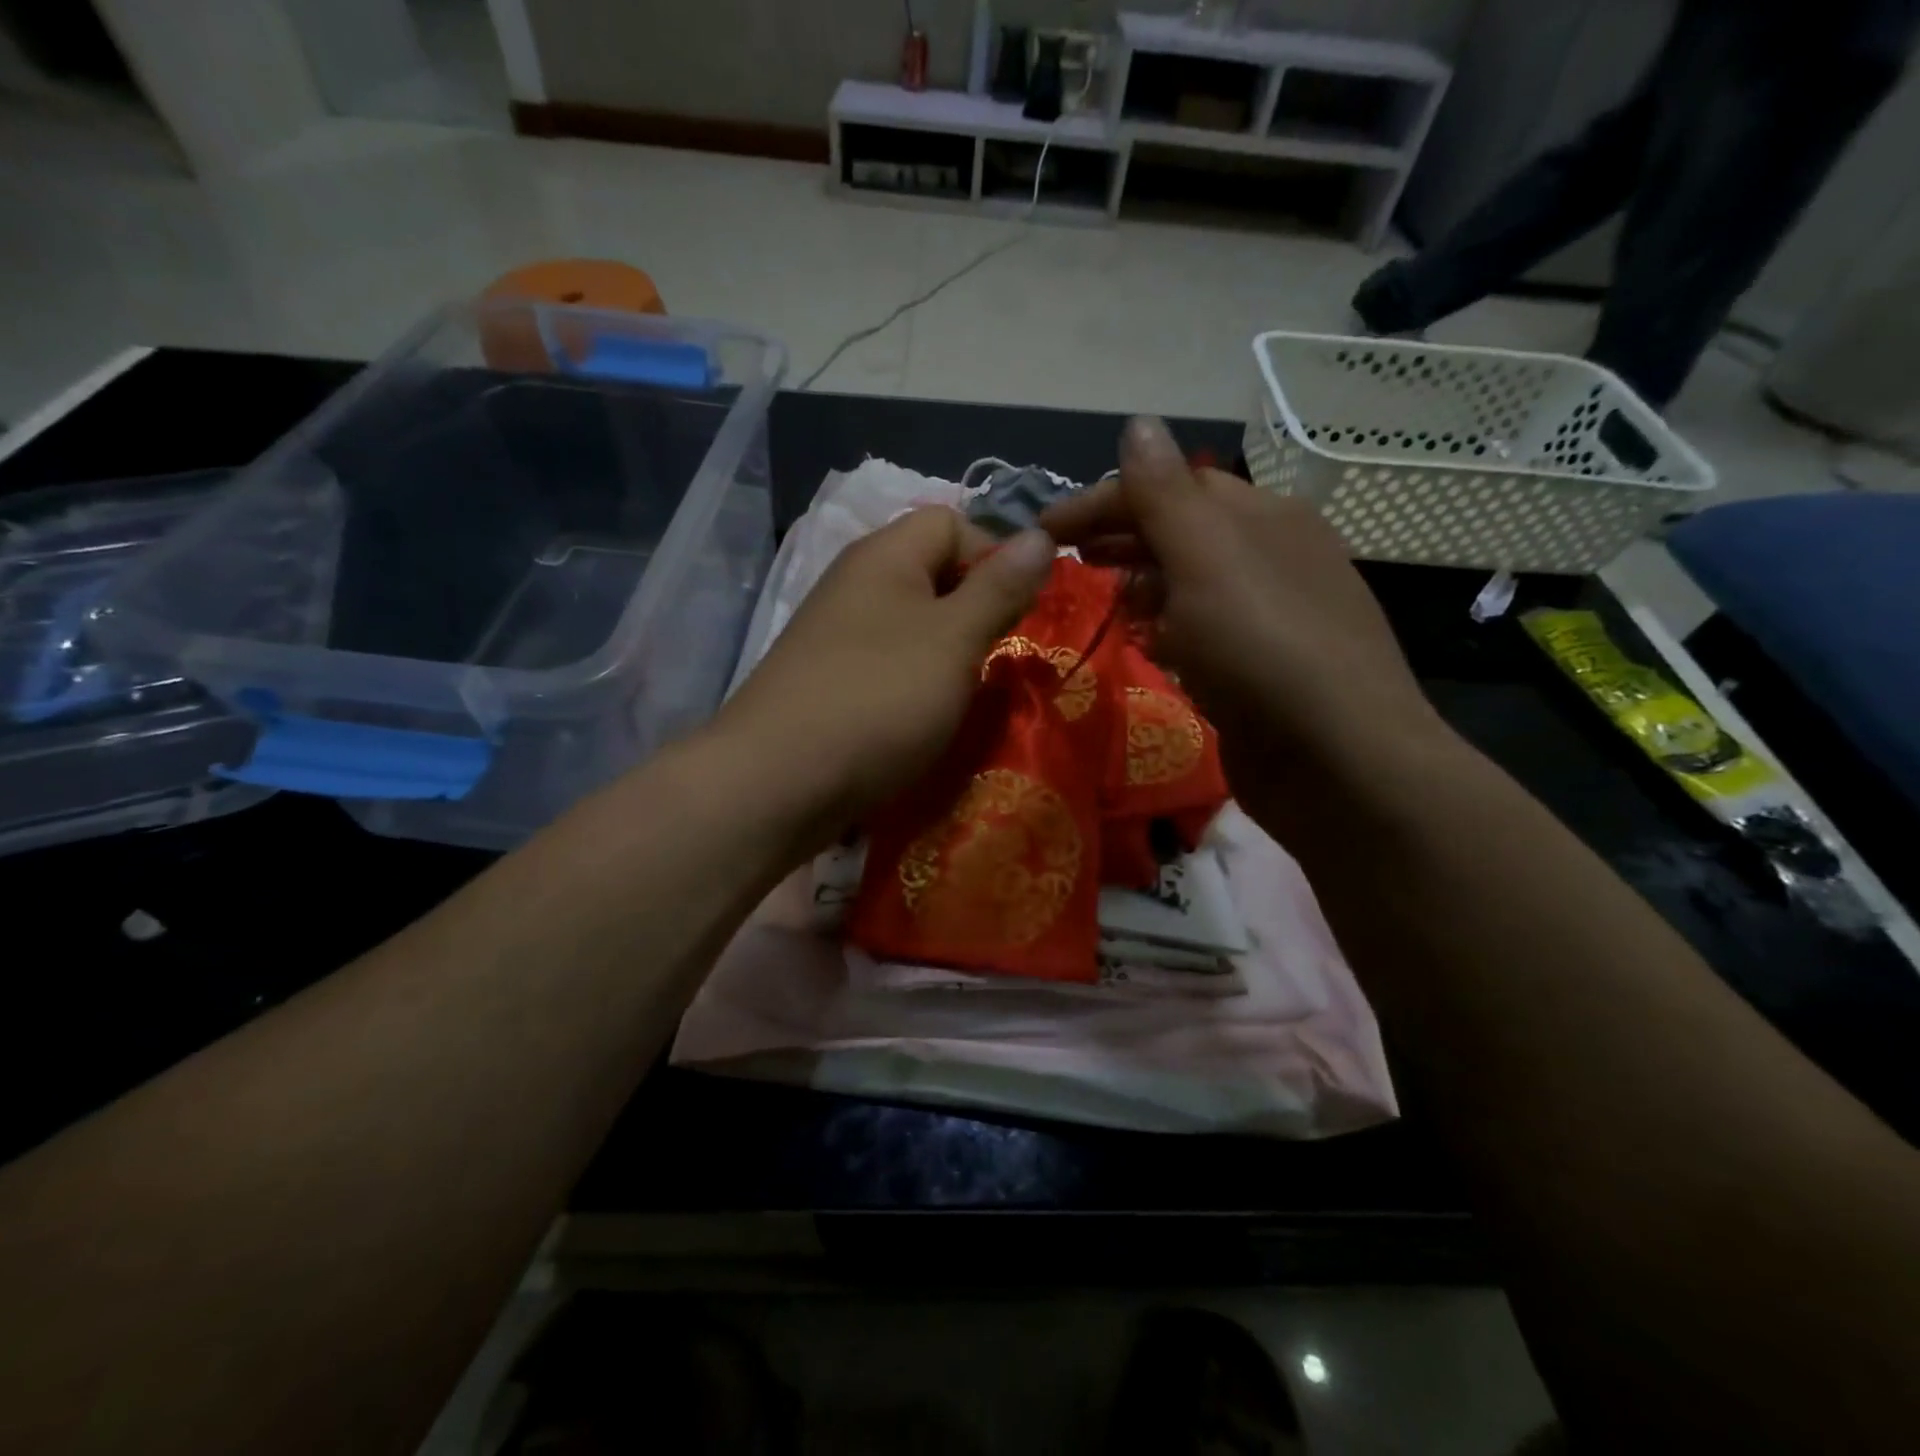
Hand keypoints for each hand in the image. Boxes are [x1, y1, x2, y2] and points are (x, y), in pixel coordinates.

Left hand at [714, 506, 1054, 841]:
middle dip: (976, 610)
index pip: (952, 522)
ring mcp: (835, 636)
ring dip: (948, 654)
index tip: (1020, 611)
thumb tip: (1041, 535)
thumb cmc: (878, 699)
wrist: (775, 783)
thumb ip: (999, 588)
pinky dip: (914, 684)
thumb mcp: (954, 640)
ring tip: (967, 693)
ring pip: (911, 626)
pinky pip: (886, 666)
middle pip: (931, 574)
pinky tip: (924, 718)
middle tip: (1000, 657)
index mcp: (884, 556)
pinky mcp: (827, 681)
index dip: (994, 556)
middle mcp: (855, 584)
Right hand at [1041, 417, 1447, 820]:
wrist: (1339, 761)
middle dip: (1120, 537)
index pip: (1172, 486)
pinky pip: (1199, 632)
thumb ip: (1166, 496)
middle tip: (1063, 559)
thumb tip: (1138, 422)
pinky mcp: (1257, 669)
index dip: (1104, 499)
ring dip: (1139, 581)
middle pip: (1182, 531)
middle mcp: (1270, 557)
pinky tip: (1141, 643)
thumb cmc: (1264, 648)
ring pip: (1189, 583)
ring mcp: (1266, 617)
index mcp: (1263, 517)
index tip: (1045, 529)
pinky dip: (1164, 627)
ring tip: (1095, 595)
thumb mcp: (1208, 560)